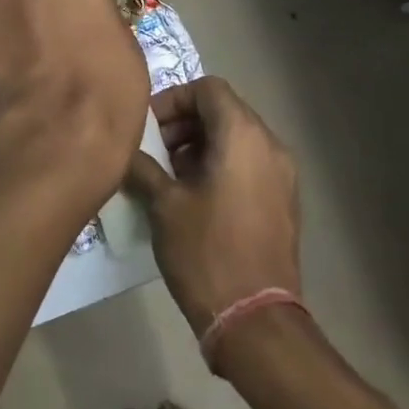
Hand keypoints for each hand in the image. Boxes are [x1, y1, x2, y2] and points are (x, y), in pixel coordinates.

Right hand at [126, 77, 301, 335]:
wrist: (255, 319)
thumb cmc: (206, 253)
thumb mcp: (164, 205)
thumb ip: (143, 167)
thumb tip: (125, 151)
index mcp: (244, 136)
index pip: (208, 88)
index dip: (173, 99)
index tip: (148, 127)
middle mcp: (270, 145)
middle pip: (224, 110)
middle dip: (184, 124)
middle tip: (153, 151)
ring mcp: (282, 174)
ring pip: (237, 138)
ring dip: (200, 145)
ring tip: (169, 175)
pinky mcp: (283, 200)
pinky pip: (249, 163)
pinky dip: (220, 165)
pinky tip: (194, 197)